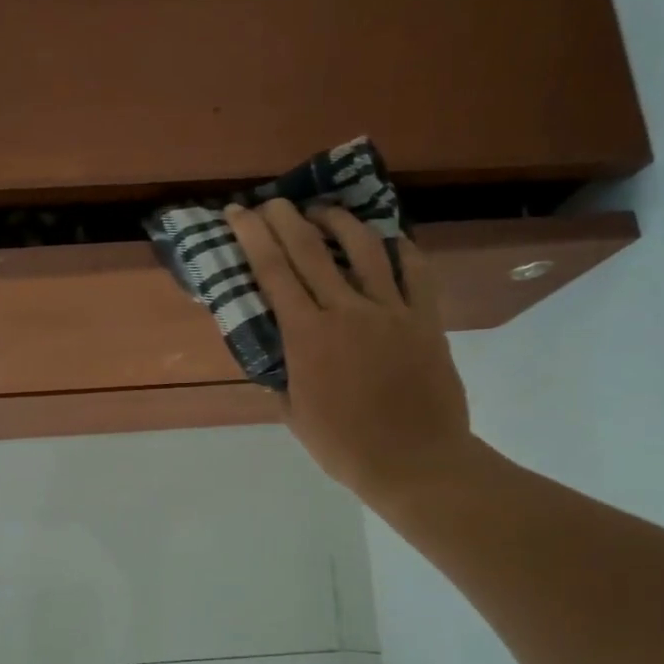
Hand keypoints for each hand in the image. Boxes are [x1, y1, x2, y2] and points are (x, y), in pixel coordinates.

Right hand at [225, 200, 475, 508]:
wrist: (415, 462)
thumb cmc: (345, 446)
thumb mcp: (294, 415)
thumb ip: (280, 378)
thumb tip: (273, 356)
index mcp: (307, 336)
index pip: (272, 272)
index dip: (251, 237)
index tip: (238, 212)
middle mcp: (346, 311)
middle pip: (310, 249)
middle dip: (286, 218)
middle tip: (273, 201)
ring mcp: (390, 310)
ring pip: (364, 247)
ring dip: (339, 221)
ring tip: (324, 211)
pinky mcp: (425, 318)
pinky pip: (415, 270)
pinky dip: (400, 249)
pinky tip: (388, 241)